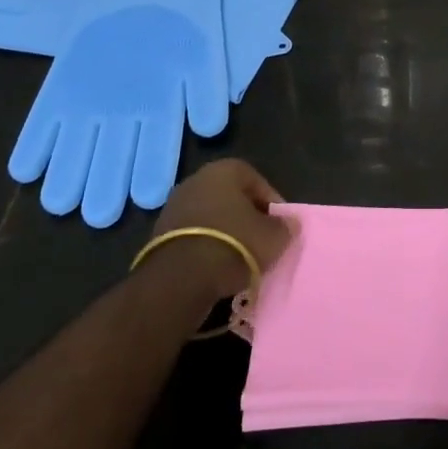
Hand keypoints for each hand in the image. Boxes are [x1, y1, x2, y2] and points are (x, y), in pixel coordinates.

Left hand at [145, 159, 294, 299]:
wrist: (180, 278)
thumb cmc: (235, 245)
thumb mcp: (273, 237)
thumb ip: (285, 227)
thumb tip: (288, 224)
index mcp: (225, 170)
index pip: (257, 181)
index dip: (272, 204)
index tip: (279, 227)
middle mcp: (197, 179)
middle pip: (231, 197)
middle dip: (247, 217)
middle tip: (261, 241)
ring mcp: (174, 205)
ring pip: (210, 216)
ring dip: (225, 233)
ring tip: (240, 258)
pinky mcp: (159, 233)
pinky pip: (193, 235)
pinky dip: (205, 246)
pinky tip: (216, 266)